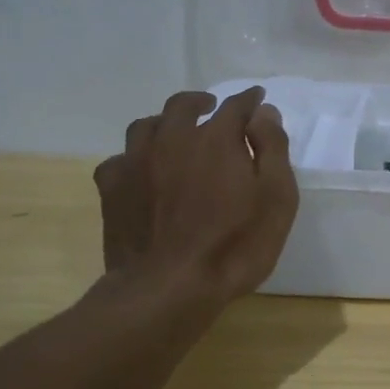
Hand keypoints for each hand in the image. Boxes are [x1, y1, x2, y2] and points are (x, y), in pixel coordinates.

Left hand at [93, 86, 298, 304]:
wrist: (168, 288)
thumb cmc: (235, 245)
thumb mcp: (277, 198)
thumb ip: (272, 148)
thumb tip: (264, 112)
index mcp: (216, 139)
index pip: (236, 106)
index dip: (250, 101)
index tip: (257, 99)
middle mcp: (172, 139)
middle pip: (183, 105)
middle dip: (201, 102)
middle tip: (212, 109)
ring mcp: (136, 162)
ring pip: (146, 126)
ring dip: (164, 123)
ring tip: (174, 134)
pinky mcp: (112, 189)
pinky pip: (119, 159)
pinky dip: (134, 158)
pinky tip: (141, 172)